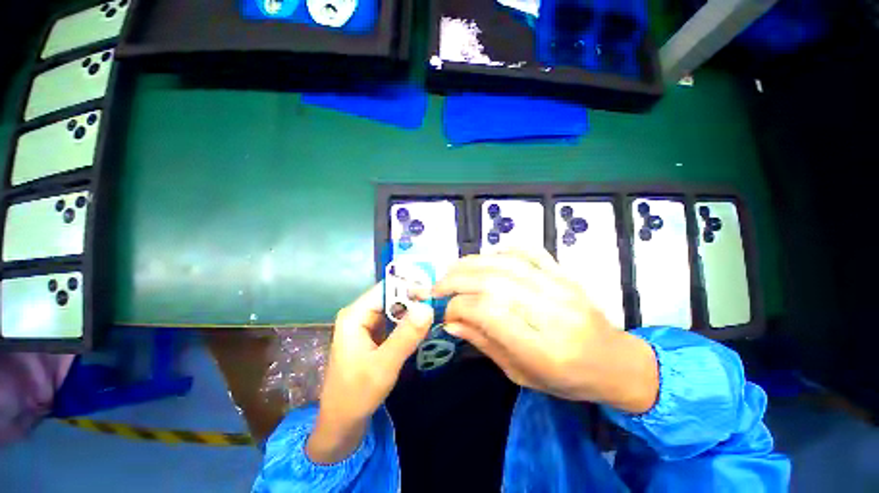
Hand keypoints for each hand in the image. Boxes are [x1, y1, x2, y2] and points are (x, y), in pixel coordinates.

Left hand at [307, 283, 433, 462]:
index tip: (434, 292)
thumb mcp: (384, 366)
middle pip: (391, 297)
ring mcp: (367, 324)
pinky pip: (395, 321)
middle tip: (440, 301)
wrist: (341, 423)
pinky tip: (424, 323)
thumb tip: (428, 307)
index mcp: (355, 315)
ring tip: (437, 309)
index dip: (410, 287)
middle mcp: (360, 314)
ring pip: (395, 309)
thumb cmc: (357, 395)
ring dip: (414, 309)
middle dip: (415, 298)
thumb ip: (406, 336)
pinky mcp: (374, 335)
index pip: (387, 289)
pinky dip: (409, 321)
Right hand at [432, 249, 658, 413]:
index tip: (446, 313)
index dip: (458, 307)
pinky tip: (486, 256)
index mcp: (543, 348)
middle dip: (457, 280)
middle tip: (438, 287)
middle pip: (493, 282)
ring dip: (471, 263)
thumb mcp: (521, 375)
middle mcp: (552, 312)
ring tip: (452, 271)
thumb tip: (451, 322)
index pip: (488, 312)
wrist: (616, 363)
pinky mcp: (564, 274)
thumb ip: (485, 343)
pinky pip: (530, 252)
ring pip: (506, 263)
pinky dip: (503, 249)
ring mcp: (560, 287)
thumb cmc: (568, 380)